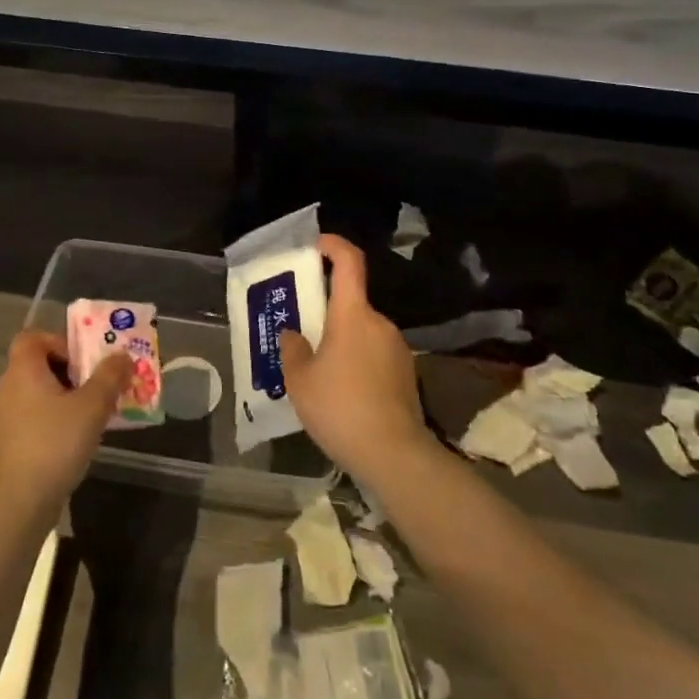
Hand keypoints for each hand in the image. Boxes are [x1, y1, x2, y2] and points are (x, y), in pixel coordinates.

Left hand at [0, 330, 131, 514]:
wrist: (18, 502)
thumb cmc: (55, 443)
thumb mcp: (92, 406)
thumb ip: (110, 376)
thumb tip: (122, 355)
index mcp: (23, 371)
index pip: (31, 337)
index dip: (58, 341)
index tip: (82, 361)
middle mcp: (7, 388)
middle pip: (37, 365)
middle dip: (70, 372)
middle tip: (96, 388)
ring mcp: (3, 418)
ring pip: (36, 394)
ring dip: (63, 398)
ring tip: (90, 416)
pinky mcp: (6, 444)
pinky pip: (32, 418)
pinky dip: (51, 421)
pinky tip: (72, 441)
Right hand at [278, 234, 430, 485]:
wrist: (394, 454)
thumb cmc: (340, 408)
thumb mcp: (300, 381)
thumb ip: (292, 350)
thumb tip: (292, 334)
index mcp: (353, 314)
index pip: (349, 262)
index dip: (333, 245)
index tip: (316, 244)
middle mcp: (379, 322)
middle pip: (352, 303)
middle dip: (326, 312)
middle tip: (301, 332)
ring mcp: (397, 348)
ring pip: (362, 332)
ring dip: (341, 342)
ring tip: (316, 371)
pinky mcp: (406, 373)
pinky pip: (374, 355)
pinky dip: (356, 362)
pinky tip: (341, 393)